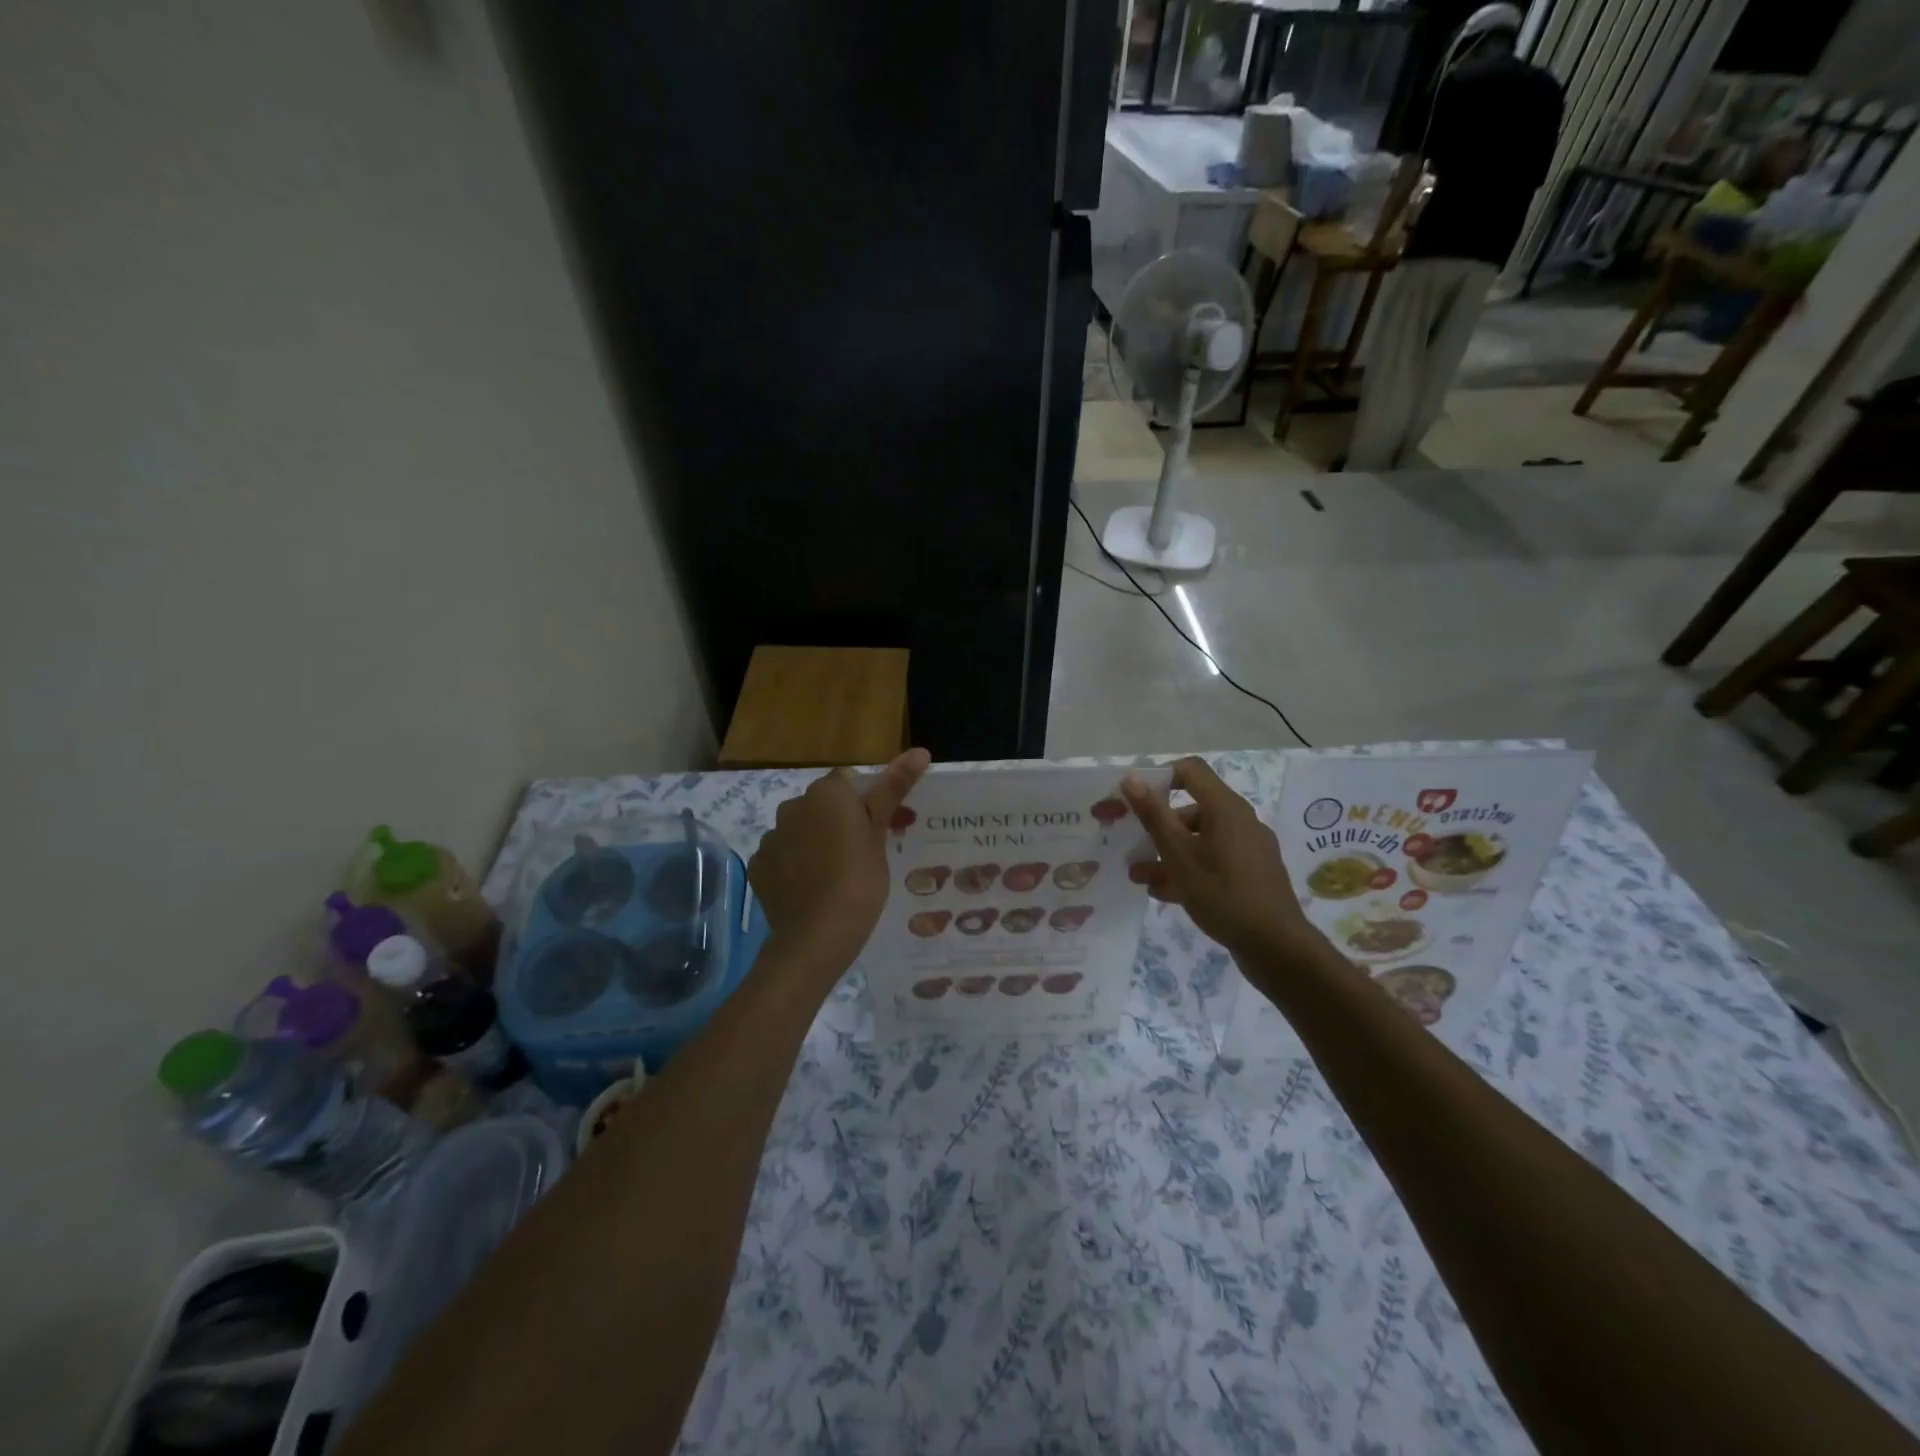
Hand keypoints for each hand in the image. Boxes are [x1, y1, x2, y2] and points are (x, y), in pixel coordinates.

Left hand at [750, 748, 930, 979]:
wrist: (817, 936)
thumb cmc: (859, 880)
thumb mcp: (880, 834)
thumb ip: (894, 788)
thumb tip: (920, 750)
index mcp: (826, 793)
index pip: (848, 783)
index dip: (864, 804)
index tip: (876, 831)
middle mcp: (793, 806)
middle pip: (821, 805)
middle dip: (836, 821)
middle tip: (859, 855)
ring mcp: (771, 837)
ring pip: (799, 830)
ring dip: (813, 842)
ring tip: (833, 876)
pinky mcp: (758, 866)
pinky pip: (781, 856)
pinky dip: (793, 866)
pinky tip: (809, 889)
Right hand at [1123, 757, 1312, 957]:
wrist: (1275, 946)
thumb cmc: (1222, 893)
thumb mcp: (1178, 855)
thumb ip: (1153, 815)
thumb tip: (1131, 778)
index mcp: (1225, 807)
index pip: (1190, 770)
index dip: (1160, 777)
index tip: (1136, 800)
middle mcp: (1239, 820)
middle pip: (1192, 808)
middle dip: (1157, 825)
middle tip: (1131, 842)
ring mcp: (1248, 848)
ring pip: (1200, 839)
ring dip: (1167, 853)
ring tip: (1139, 876)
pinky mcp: (1251, 873)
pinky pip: (1213, 861)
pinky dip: (1188, 869)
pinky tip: (1163, 893)